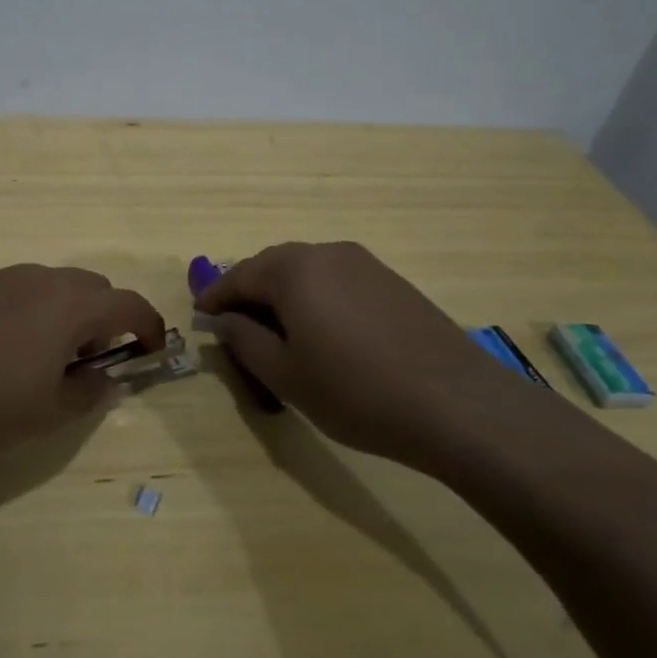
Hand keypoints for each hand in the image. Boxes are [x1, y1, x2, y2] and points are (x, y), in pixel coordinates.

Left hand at [0, 264, 165, 455]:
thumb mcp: (49, 411)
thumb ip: (90, 393)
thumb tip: (108, 379)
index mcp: (71, 305)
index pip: (129, 304)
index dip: (149, 326)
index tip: (151, 351)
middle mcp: (41, 278)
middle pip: (93, 287)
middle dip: (105, 318)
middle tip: (90, 359)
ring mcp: (1, 276)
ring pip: (53, 285)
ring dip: (66, 312)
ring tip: (43, 355)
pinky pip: (16, 289)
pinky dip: (29, 310)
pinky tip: (0, 347)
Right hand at [195, 241, 551, 471]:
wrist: (456, 404)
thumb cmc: (355, 392)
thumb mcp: (285, 375)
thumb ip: (244, 340)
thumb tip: (223, 321)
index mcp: (293, 270)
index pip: (239, 275)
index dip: (215, 297)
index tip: (200, 316)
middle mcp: (326, 253)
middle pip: (272, 266)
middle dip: (249, 291)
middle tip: (234, 323)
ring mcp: (364, 263)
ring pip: (306, 270)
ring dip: (283, 293)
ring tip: (276, 329)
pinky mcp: (391, 280)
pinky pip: (336, 279)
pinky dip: (315, 296)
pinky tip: (321, 329)